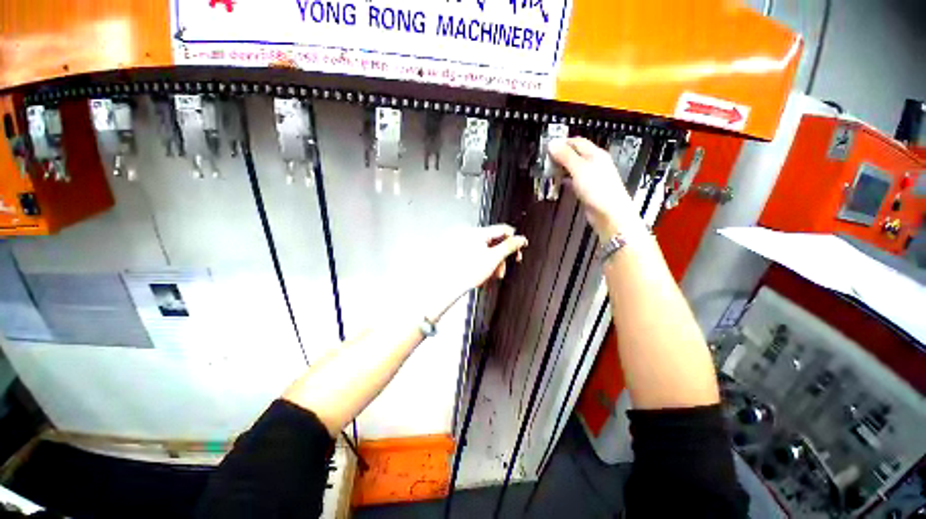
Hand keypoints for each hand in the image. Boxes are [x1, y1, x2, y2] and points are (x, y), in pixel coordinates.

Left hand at [448, 224, 527, 291]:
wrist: (450, 285)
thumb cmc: (467, 272)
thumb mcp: (494, 258)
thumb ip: (509, 247)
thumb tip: (520, 239)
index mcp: (478, 232)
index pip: (503, 229)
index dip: (514, 240)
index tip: (519, 248)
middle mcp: (470, 235)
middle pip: (495, 242)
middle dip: (501, 257)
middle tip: (503, 269)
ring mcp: (465, 244)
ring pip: (487, 251)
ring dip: (494, 263)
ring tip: (492, 275)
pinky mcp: (461, 253)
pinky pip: (479, 255)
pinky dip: (484, 264)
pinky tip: (484, 274)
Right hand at [549, 138, 640, 238]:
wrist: (609, 213)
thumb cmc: (599, 190)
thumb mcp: (579, 169)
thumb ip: (566, 156)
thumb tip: (553, 144)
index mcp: (595, 154)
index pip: (577, 142)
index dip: (562, 142)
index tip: (548, 146)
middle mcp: (594, 164)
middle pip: (575, 154)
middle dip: (560, 155)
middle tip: (546, 160)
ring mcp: (591, 177)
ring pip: (573, 168)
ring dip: (561, 168)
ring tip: (549, 170)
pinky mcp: (588, 189)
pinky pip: (574, 180)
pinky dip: (565, 179)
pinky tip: (559, 183)